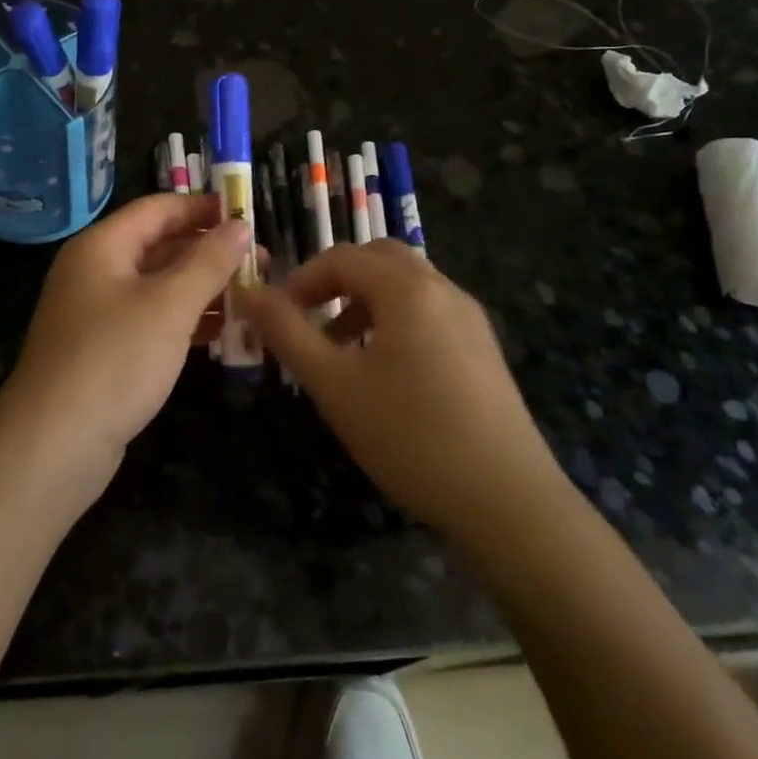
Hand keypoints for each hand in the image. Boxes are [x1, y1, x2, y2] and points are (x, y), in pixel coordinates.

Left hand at [0, 193, 250, 483]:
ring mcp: (98, 313)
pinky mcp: (104, 351)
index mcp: (102, 246)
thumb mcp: (169, 305)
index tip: (249, 214)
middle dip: (209, 251)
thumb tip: (240, 225)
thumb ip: (208, 262)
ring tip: (252, 296)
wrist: (54, 446)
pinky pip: (151, 320)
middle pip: (159, 246)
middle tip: (261, 261)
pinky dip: (184, 320)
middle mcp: (96, 271)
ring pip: (158, 286)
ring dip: (202, 288)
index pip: (158, 209)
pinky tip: (222, 332)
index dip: (203, 207)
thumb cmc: (114, 360)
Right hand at [239, 241, 561, 537]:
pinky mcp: (483, 348)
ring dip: (365, 300)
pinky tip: (384, 370)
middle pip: (379, 258)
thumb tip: (248, 291)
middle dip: (337, 280)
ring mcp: (470, 318)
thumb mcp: (334, 384)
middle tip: (308, 315)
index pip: (343, 257)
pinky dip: (395, 318)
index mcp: (407, 288)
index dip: (302, 279)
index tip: (276, 315)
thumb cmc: (410, 436)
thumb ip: (287, 332)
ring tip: (338, 346)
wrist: (509, 501)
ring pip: (407, 284)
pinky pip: (429, 310)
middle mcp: (443, 289)